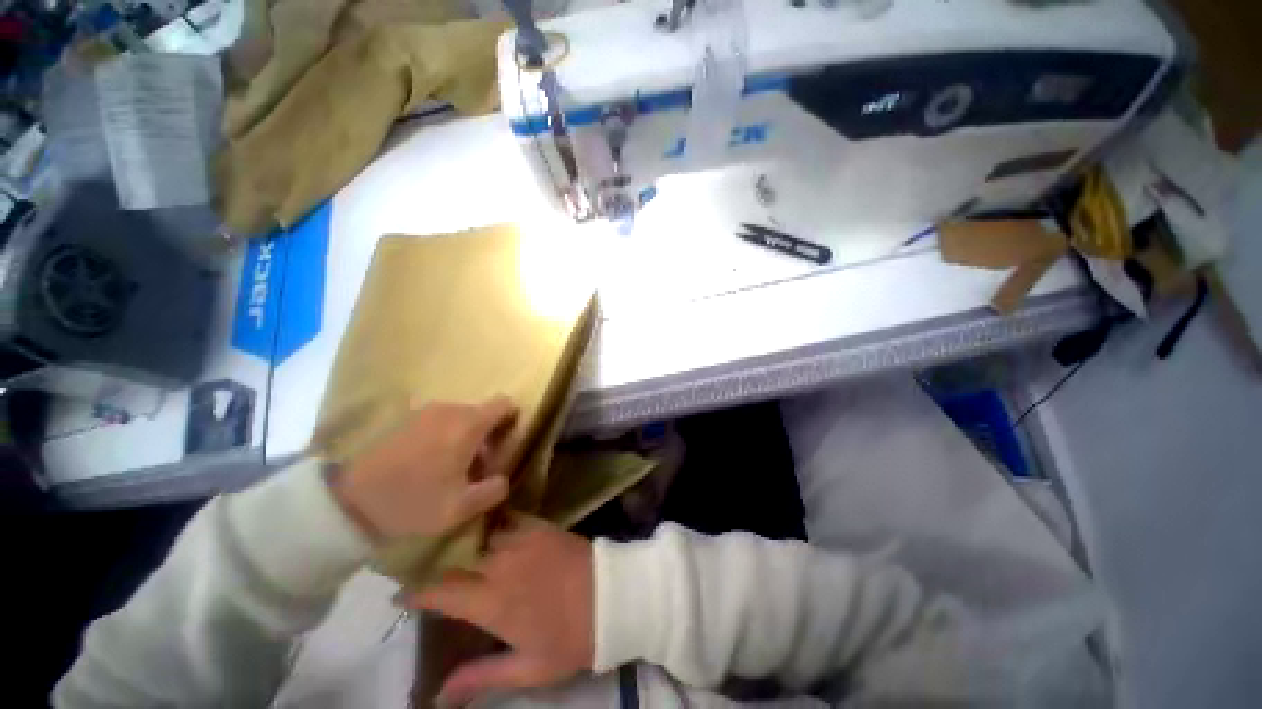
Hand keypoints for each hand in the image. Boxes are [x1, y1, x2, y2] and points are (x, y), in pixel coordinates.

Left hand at [330, 396, 518, 540]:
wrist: (351, 502)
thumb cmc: (414, 502)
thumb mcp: (461, 507)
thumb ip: (493, 490)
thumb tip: (503, 478)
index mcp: (468, 424)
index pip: (504, 404)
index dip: (511, 420)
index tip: (505, 444)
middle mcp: (450, 409)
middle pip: (483, 413)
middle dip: (488, 435)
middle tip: (478, 467)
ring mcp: (425, 411)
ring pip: (461, 417)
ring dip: (466, 436)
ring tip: (453, 467)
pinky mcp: (407, 418)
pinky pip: (440, 420)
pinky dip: (445, 435)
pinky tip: (430, 462)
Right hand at [404, 516, 594, 705]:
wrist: (615, 596)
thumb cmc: (572, 638)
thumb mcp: (528, 669)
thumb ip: (481, 677)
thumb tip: (439, 696)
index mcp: (493, 602)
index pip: (442, 590)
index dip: (416, 591)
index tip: (400, 594)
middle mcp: (501, 564)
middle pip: (456, 555)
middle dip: (434, 560)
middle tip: (420, 564)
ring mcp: (522, 539)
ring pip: (480, 534)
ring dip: (461, 540)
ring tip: (449, 545)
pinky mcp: (540, 525)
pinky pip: (507, 519)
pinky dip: (491, 523)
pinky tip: (486, 526)